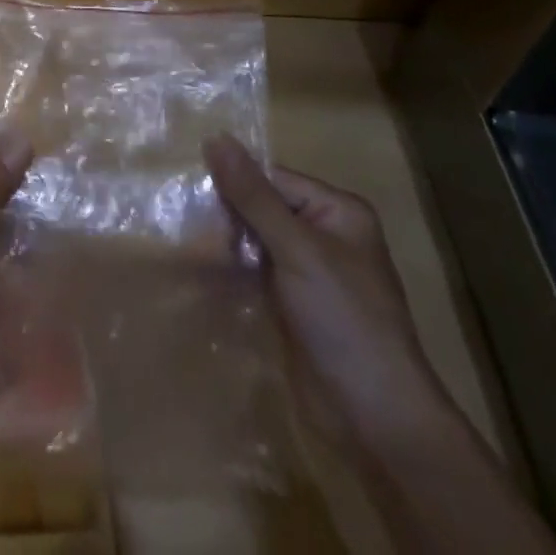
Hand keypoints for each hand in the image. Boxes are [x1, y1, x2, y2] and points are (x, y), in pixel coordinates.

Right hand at [204, 134, 450, 450]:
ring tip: (181, 244)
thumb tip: (215, 136)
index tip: (187, 192)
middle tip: (181, 223)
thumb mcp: (297, 249)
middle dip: (223, 215)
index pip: (271, 178)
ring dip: (220, 243)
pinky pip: (251, 271)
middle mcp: (322, 233)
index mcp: (336, 211)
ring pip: (251, 239)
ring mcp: (305, 270)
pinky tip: (195, 270)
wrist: (375, 419)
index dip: (232, 183)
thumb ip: (253, 195)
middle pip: (259, 206)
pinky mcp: (289, 303)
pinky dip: (227, 269)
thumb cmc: (344, 319)